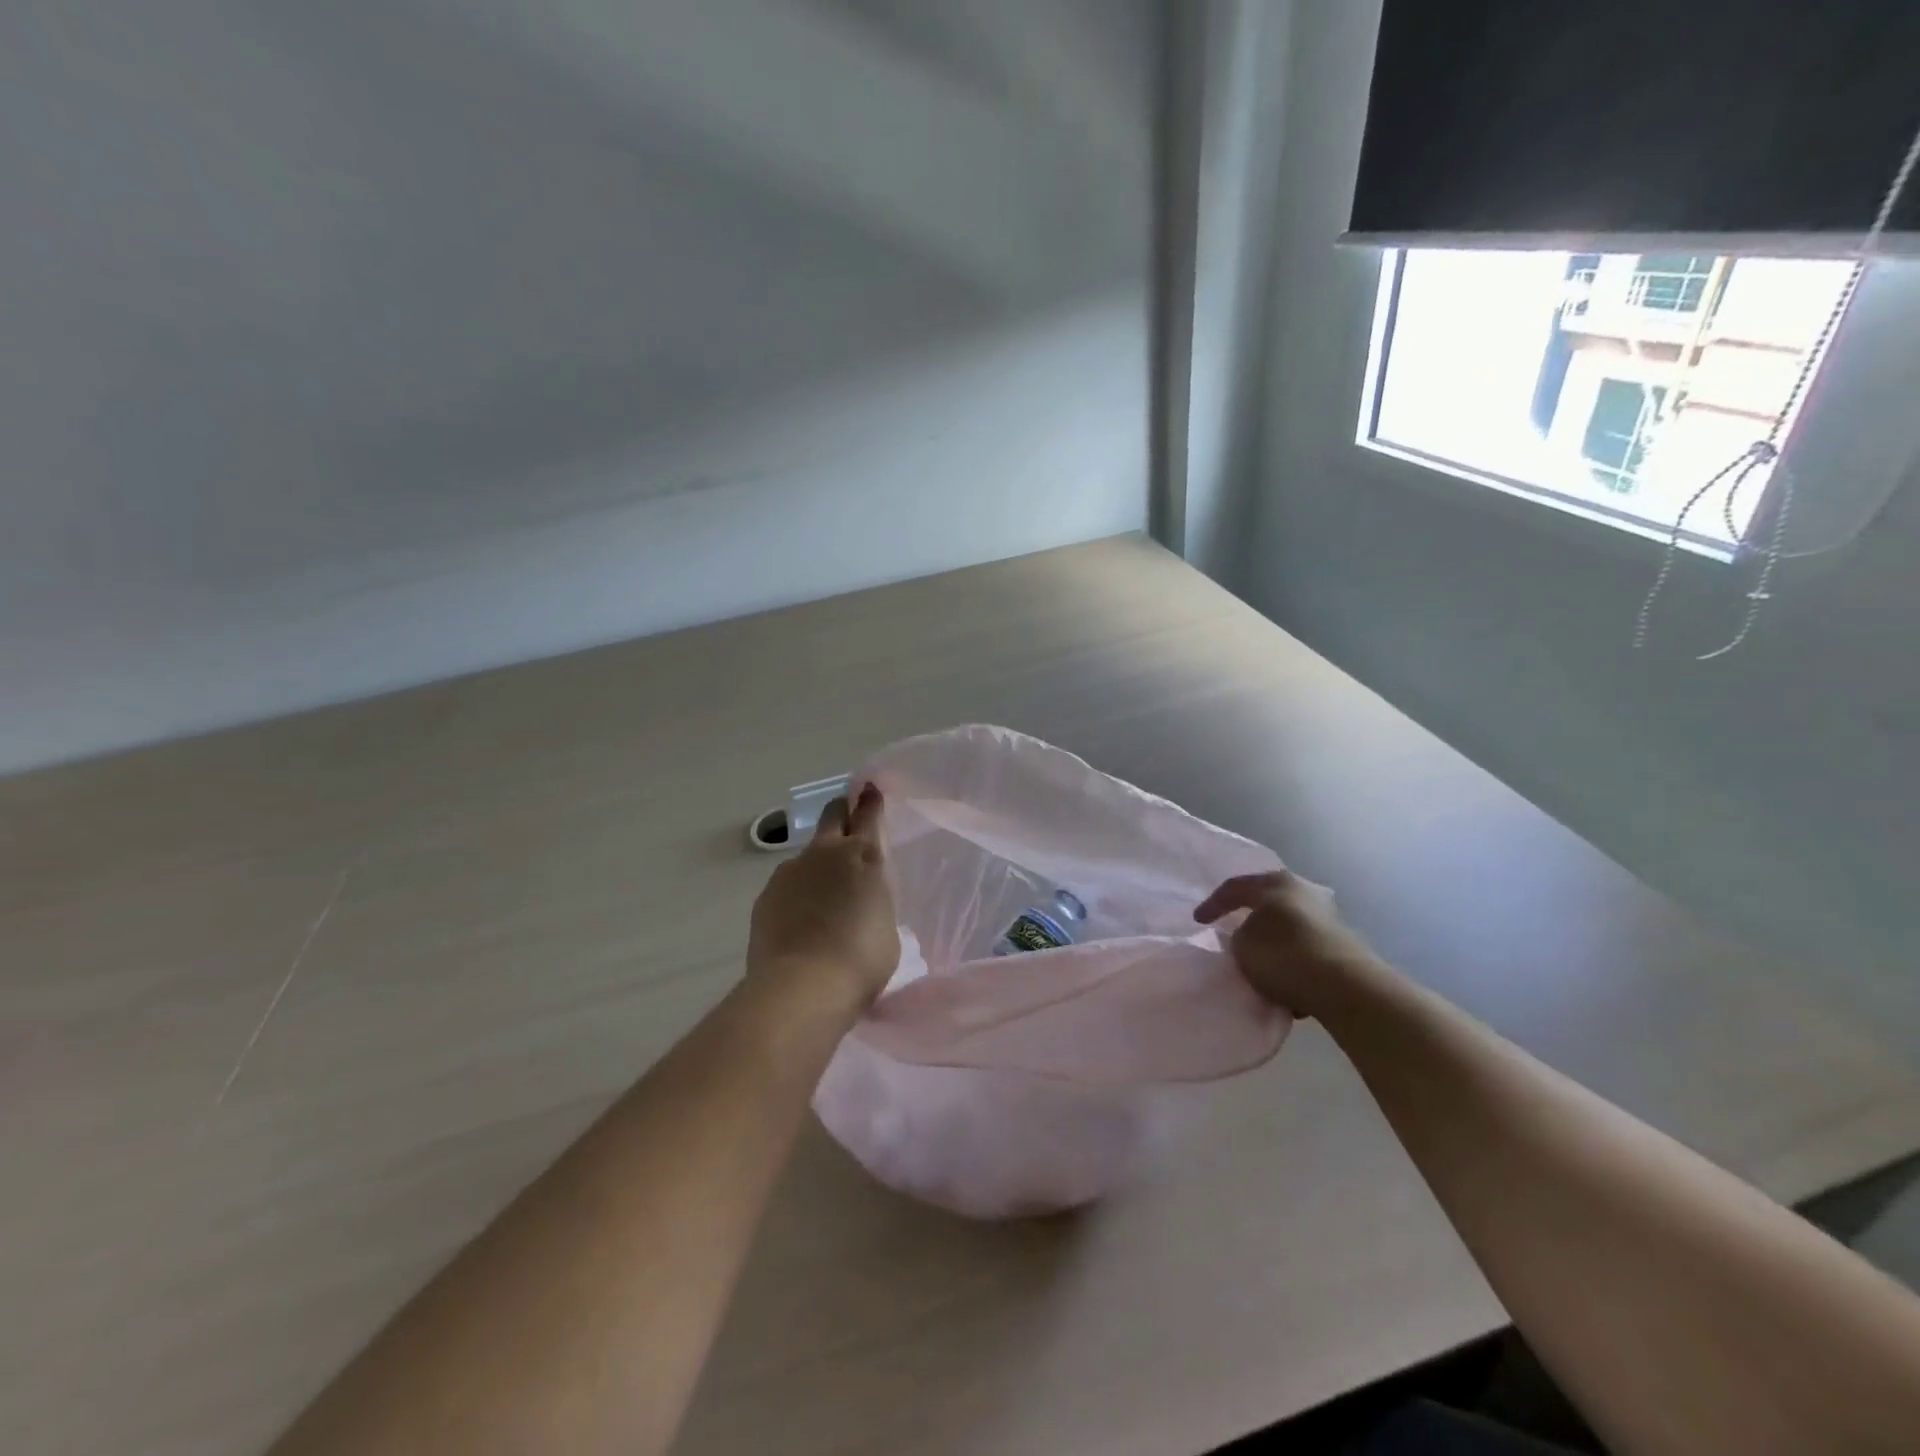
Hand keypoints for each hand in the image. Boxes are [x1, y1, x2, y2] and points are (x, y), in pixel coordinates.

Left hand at [748, 784, 900, 1011]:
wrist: (801, 987)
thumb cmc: (861, 960)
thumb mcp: (886, 926)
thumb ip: (874, 899)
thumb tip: (861, 900)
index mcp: (865, 855)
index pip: (869, 813)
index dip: (870, 799)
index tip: (870, 789)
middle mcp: (826, 853)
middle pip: (832, 815)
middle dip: (842, 813)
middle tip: (848, 822)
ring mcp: (791, 871)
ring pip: (808, 854)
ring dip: (817, 864)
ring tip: (823, 899)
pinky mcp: (766, 895)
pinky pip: (787, 884)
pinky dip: (797, 893)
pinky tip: (800, 921)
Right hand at [1194, 870, 1380, 1018]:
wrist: (1346, 987)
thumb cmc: (1284, 956)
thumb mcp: (1242, 946)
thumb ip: (1239, 937)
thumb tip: (1249, 937)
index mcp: (1275, 883)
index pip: (1234, 887)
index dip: (1213, 904)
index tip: (1198, 921)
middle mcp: (1304, 891)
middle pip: (1267, 901)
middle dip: (1249, 916)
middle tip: (1232, 928)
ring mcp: (1327, 916)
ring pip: (1288, 926)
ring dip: (1273, 940)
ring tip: (1260, 960)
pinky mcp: (1343, 944)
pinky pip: (1305, 948)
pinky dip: (1292, 959)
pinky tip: (1286, 980)